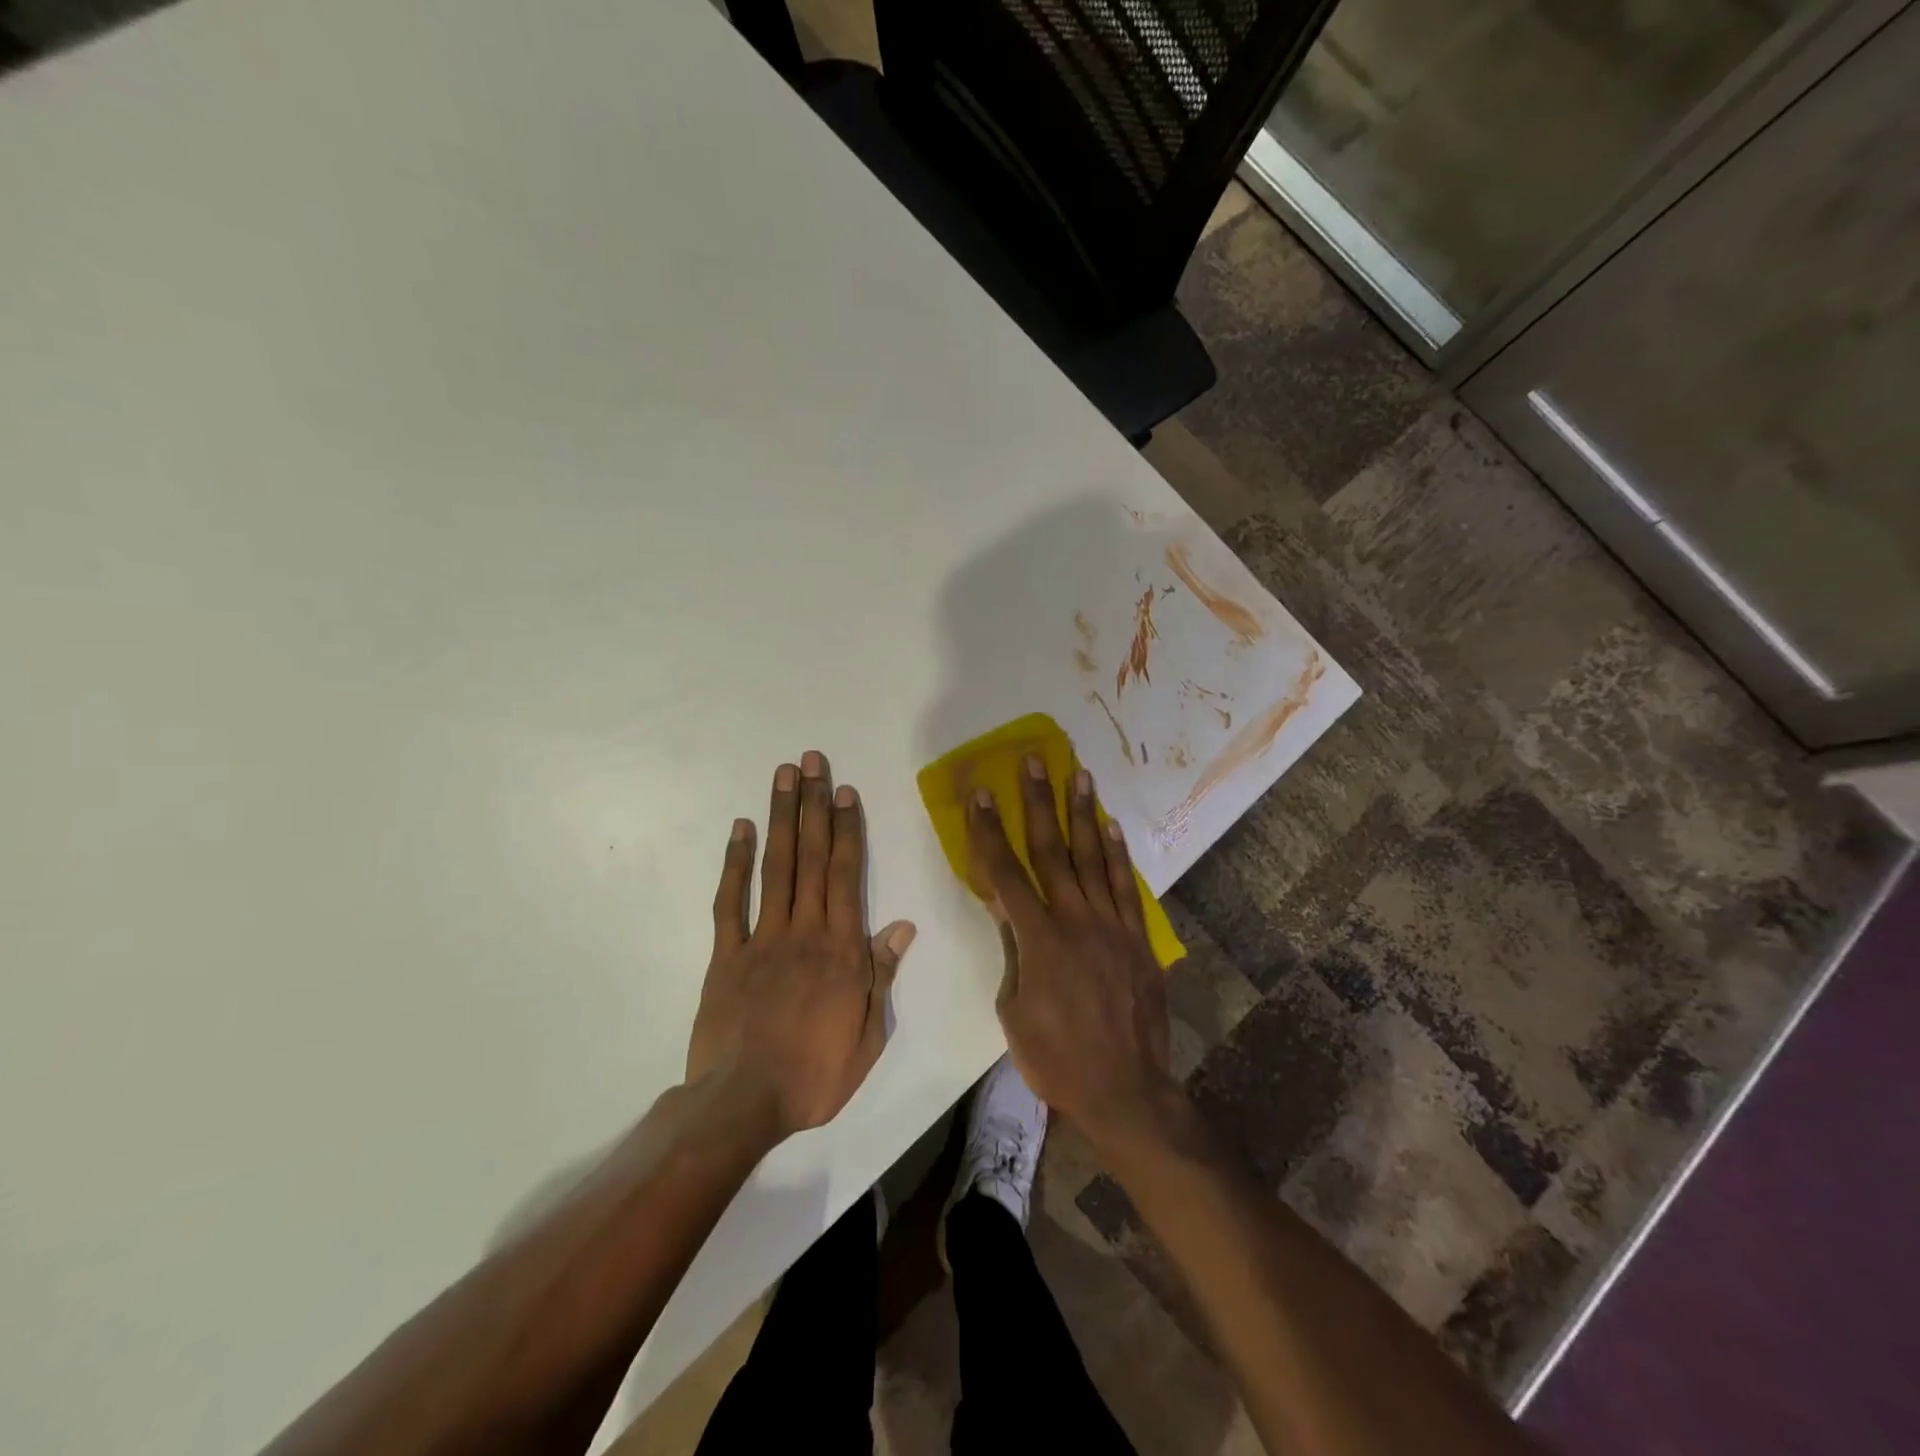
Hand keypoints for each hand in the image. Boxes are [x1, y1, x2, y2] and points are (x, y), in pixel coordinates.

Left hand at [687, 751, 915, 1141]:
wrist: (743, 1104)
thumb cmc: (815, 1075)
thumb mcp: (868, 1035)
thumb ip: (882, 975)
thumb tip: (901, 926)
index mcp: (841, 949)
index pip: (845, 875)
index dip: (846, 829)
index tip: (844, 791)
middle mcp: (804, 931)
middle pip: (810, 857)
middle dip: (812, 806)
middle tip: (811, 762)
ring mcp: (762, 938)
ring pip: (775, 867)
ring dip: (780, 819)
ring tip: (782, 777)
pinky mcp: (725, 955)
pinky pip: (730, 902)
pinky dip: (734, 864)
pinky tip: (740, 830)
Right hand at [965, 756, 1175, 1137]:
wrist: (1124, 1089)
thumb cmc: (1055, 1058)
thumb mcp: (1013, 1009)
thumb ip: (1013, 952)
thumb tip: (1008, 910)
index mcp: (1038, 939)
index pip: (1005, 873)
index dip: (989, 831)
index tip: (980, 793)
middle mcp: (1075, 920)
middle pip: (1052, 850)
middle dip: (1039, 801)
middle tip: (1035, 761)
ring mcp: (1111, 926)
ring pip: (1094, 857)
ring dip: (1083, 813)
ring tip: (1079, 773)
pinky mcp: (1137, 938)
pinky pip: (1126, 886)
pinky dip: (1118, 854)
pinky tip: (1112, 826)